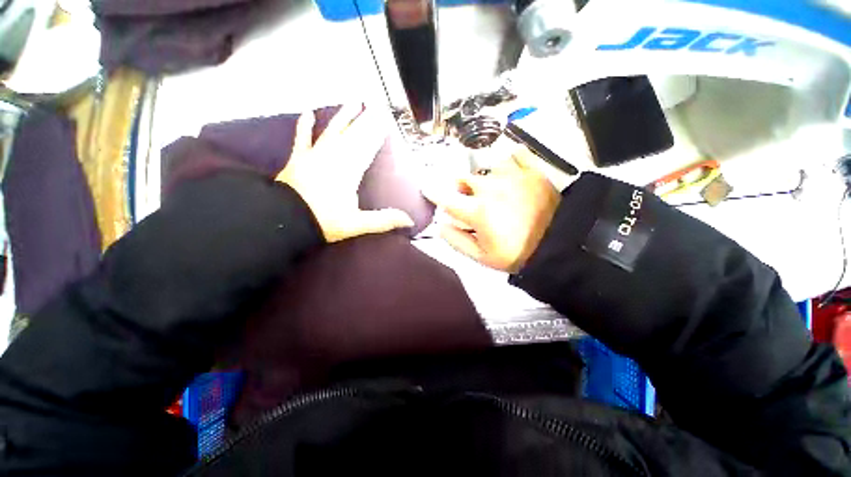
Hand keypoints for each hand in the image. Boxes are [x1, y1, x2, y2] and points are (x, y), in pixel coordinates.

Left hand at [276, 105, 413, 242]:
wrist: (285, 220)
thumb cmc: (324, 221)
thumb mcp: (358, 224)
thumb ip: (384, 220)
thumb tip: (410, 221)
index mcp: (350, 170)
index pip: (367, 147)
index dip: (377, 134)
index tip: (385, 120)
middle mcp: (334, 157)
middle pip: (354, 135)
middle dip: (366, 121)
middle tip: (376, 106)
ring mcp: (315, 155)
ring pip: (333, 131)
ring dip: (344, 117)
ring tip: (354, 102)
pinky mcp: (299, 158)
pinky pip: (303, 138)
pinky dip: (305, 126)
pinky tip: (309, 113)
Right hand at [424, 143, 560, 272]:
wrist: (559, 244)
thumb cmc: (517, 253)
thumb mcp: (482, 257)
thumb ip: (457, 241)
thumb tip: (441, 225)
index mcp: (477, 211)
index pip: (446, 199)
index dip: (433, 193)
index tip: (427, 189)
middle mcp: (490, 188)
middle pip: (463, 179)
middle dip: (460, 188)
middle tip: (469, 199)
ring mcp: (511, 175)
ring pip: (485, 166)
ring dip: (483, 176)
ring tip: (492, 187)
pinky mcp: (531, 170)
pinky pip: (514, 154)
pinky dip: (509, 160)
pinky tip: (510, 171)